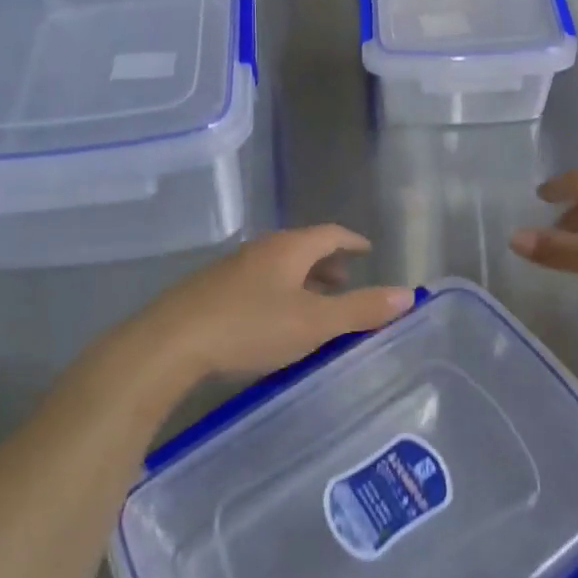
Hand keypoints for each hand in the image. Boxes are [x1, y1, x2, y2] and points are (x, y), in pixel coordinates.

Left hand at [127, 226, 415, 380]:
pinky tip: (273, 321)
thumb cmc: (250, 327)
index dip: (351, 241)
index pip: (329, 233)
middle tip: (345, 281)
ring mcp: (232, 269)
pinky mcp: (210, 291)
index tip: (367, 249)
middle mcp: (261, 249)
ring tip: (313, 304)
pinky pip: (257, 283)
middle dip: (327, 263)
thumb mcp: (314, 322)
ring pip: (278, 267)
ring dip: (301, 280)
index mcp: (289, 248)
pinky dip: (277, 293)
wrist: (170, 343)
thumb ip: (361, 309)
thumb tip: (407, 294)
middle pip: (302, 247)